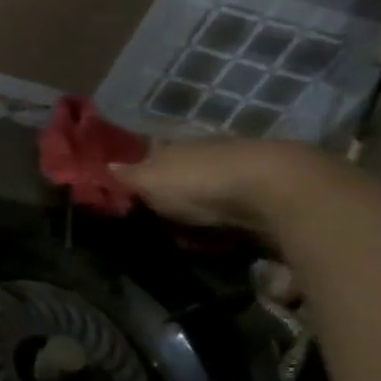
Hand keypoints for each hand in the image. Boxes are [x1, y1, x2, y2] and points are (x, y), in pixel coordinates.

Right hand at [115, 138, 328, 236]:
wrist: (276, 190)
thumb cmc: (201, 182)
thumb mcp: (151, 181)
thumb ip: (127, 176)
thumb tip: (104, 166)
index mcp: (178, 145)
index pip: (153, 151)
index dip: (141, 168)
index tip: (131, 188)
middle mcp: (209, 152)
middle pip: (185, 169)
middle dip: (174, 188)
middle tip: (159, 216)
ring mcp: (241, 171)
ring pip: (213, 187)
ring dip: (203, 206)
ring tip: (190, 233)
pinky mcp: (269, 194)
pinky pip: (239, 208)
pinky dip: (229, 220)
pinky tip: (224, 236)